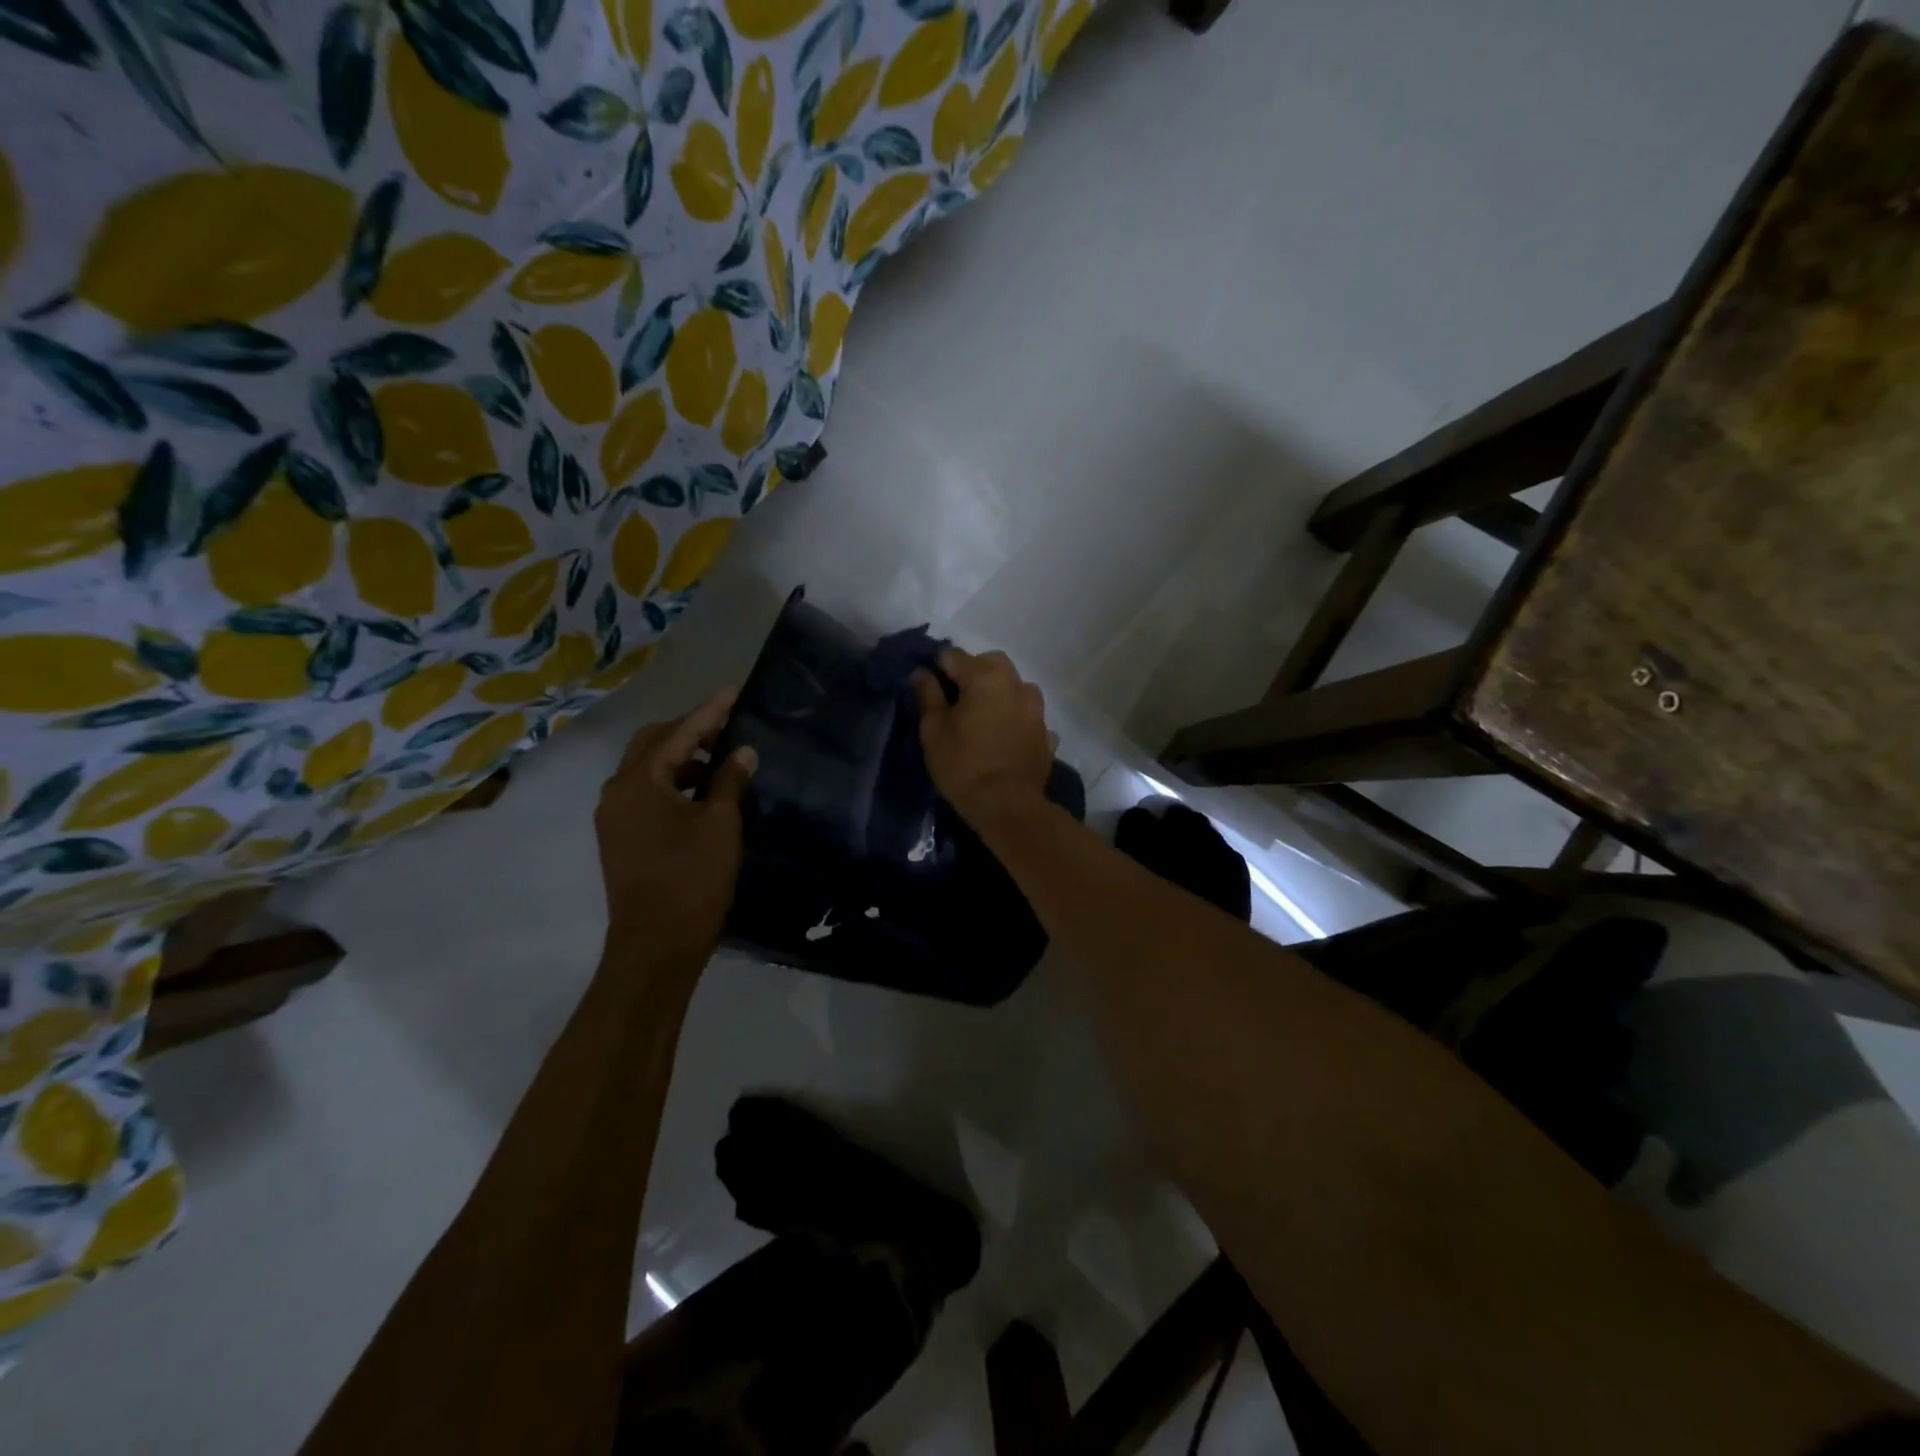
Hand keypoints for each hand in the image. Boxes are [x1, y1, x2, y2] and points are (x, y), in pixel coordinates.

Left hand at [596, 689, 756, 955]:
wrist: (656, 944)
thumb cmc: (692, 879)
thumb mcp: (721, 824)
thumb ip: (729, 780)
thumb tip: (741, 752)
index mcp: (639, 781)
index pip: (679, 733)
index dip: (710, 711)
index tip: (734, 691)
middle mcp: (617, 791)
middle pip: (653, 744)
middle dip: (690, 731)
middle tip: (728, 726)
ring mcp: (614, 816)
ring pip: (648, 770)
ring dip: (682, 759)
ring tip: (722, 762)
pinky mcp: (620, 837)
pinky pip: (646, 793)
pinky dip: (674, 784)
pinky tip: (703, 793)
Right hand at [911, 648, 1052, 825]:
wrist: (1009, 806)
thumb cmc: (964, 766)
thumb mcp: (934, 731)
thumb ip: (928, 696)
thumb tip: (921, 673)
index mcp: (985, 677)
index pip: (954, 656)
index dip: (937, 667)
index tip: (928, 686)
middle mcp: (1016, 684)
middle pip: (991, 663)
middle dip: (973, 672)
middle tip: (956, 699)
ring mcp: (1036, 708)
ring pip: (1015, 686)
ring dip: (999, 692)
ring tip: (984, 716)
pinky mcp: (1046, 732)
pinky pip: (1027, 715)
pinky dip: (1015, 718)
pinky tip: (1005, 737)